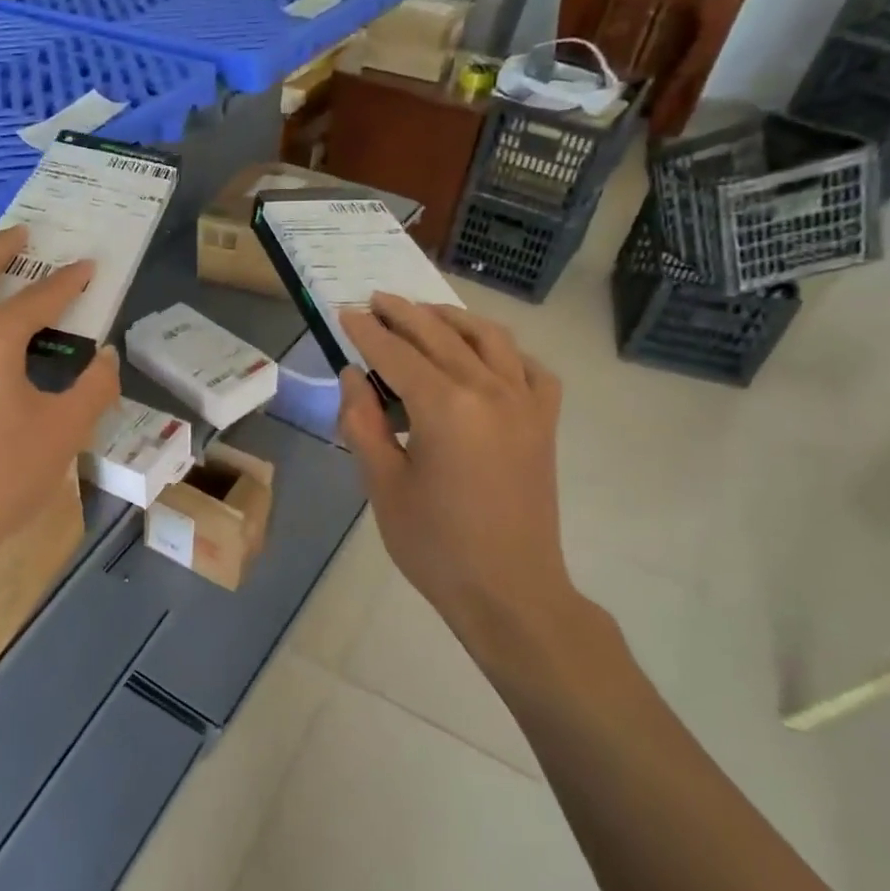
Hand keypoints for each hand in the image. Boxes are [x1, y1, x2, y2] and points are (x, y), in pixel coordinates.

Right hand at [337, 294, 586, 671]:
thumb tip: (353, 375)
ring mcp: (525, 402)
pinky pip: (528, 367)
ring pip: (488, 338)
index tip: (345, 311)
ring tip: (424, 313)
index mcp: (444, 406)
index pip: (396, 353)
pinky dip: (503, 350)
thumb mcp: (382, 485)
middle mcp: (489, 389)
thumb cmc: (435, 545)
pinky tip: (484, 355)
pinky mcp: (544, 421)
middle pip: (440, 335)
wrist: (509, 591)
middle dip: (403, 313)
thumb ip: (362, 423)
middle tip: (375, 299)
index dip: (367, 331)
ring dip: (452, 319)